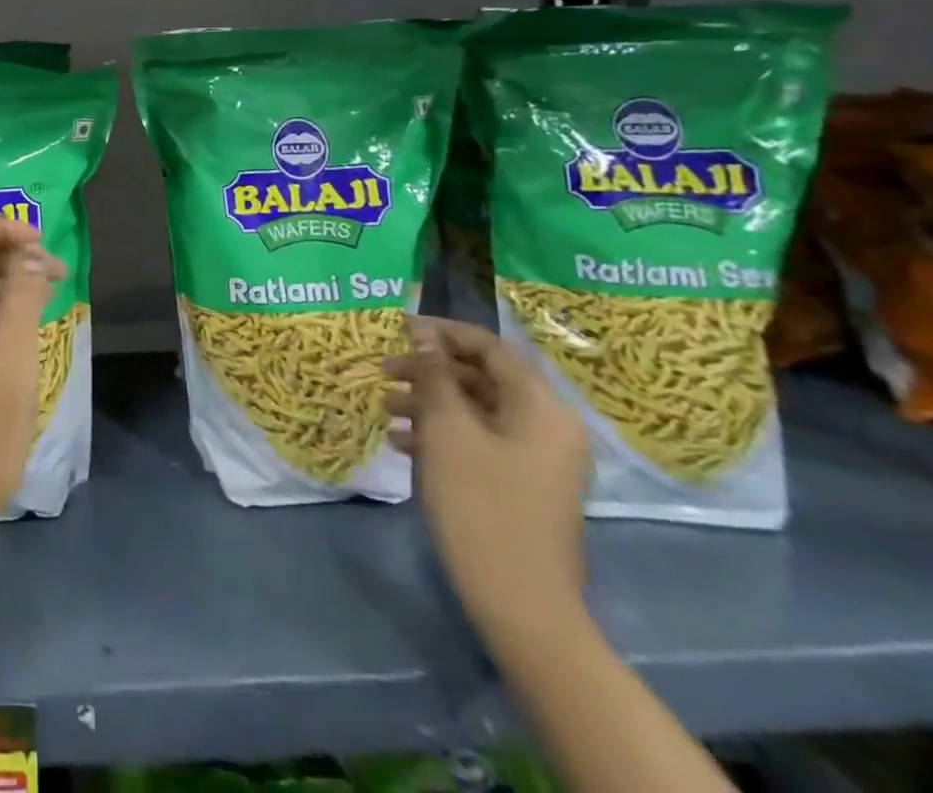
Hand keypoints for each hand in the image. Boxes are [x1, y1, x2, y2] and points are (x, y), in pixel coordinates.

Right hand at [385, 318, 590, 638]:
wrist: (522, 605)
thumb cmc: (482, 506)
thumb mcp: (448, 431)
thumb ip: (435, 376)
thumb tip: (424, 333)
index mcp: (541, 407)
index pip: (490, 347)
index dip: (442, 332)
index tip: (396, 327)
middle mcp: (547, 425)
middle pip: (482, 376)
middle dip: (430, 370)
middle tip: (384, 371)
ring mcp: (537, 458)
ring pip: (477, 408)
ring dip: (430, 402)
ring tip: (385, 408)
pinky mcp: (522, 484)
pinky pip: (480, 439)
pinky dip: (442, 432)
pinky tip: (403, 442)